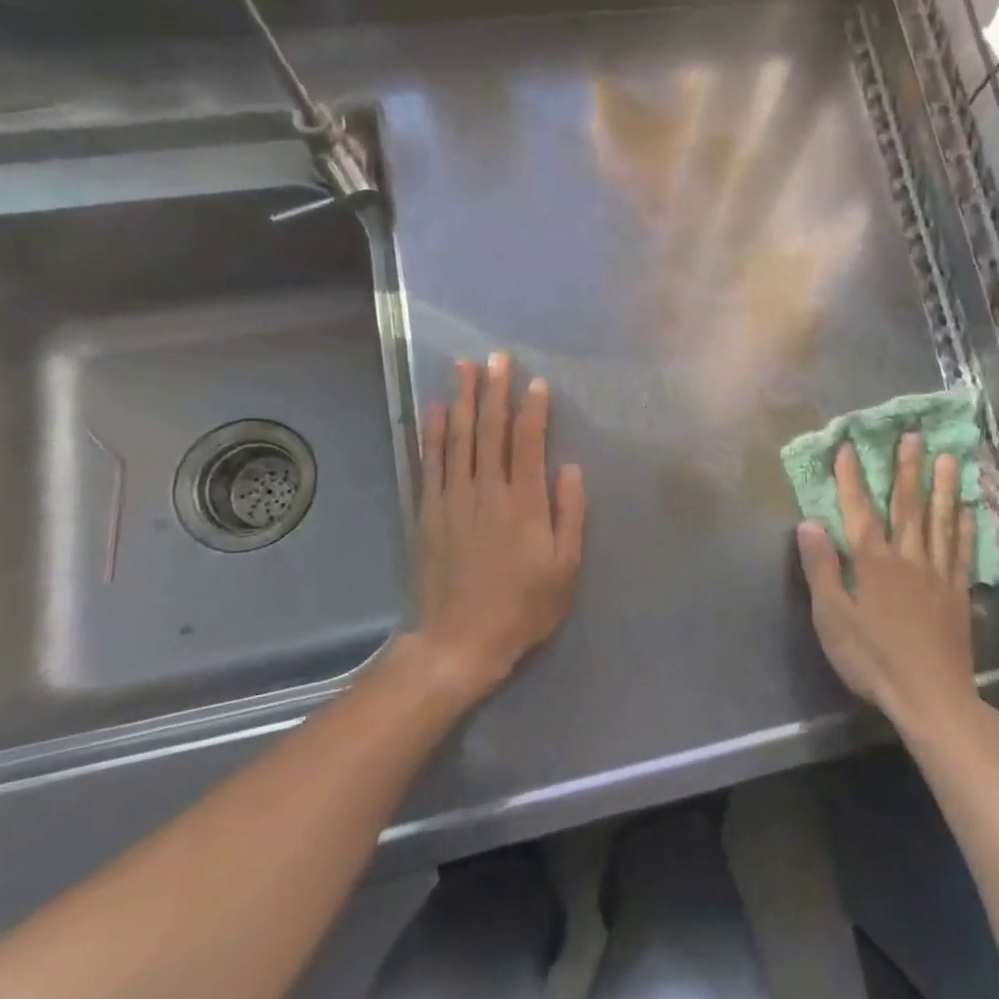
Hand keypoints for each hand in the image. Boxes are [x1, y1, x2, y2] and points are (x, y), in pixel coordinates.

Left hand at [409, 353, 585, 705]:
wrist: (459, 641)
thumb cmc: (523, 607)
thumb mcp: (565, 568)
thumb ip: (570, 515)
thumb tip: (570, 468)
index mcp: (524, 504)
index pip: (528, 444)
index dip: (532, 410)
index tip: (536, 382)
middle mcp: (486, 492)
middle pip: (490, 431)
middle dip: (494, 391)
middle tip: (497, 357)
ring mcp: (453, 500)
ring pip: (458, 439)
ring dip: (461, 400)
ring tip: (464, 368)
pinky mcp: (428, 512)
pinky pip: (430, 463)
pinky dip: (432, 433)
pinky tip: (434, 409)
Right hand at [796, 435, 977, 733]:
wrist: (930, 697)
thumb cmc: (872, 659)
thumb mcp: (832, 619)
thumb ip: (822, 569)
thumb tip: (809, 523)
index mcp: (873, 563)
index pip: (859, 511)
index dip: (852, 479)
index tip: (849, 447)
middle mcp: (907, 559)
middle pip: (906, 506)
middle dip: (906, 469)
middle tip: (913, 436)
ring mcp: (937, 574)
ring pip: (939, 521)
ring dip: (942, 487)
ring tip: (947, 458)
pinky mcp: (957, 593)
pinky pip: (961, 551)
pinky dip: (964, 527)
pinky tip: (968, 509)